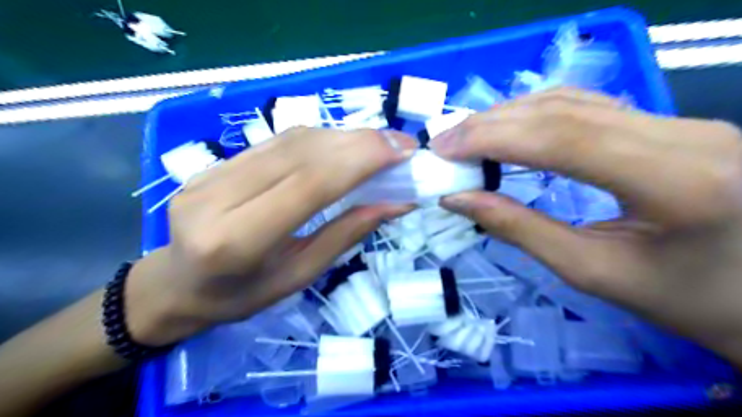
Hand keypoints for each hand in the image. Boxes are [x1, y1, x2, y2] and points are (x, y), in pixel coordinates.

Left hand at [126, 125, 416, 345]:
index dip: (360, 160)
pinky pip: (277, 141)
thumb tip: (395, 203)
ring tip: (378, 145)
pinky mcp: (214, 162)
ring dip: (342, 138)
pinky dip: (319, 140)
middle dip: (359, 143)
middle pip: (301, 153)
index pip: (308, 183)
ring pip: (290, 140)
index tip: (401, 151)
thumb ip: (345, 235)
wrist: (177, 283)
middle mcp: (218, 197)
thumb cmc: (241, 296)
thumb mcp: (299, 276)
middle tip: (399, 145)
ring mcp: (211, 173)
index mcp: (237, 240)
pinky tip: (343, 146)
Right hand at [433, 89, 741, 364]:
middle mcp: (685, 134)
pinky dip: (537, 115)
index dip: (492, 137)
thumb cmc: (684, 301)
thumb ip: (520, 230)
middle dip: (492, 123)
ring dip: (511, 115)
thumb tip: (459, 200)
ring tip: (467, 137)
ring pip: (575, 101)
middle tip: (445, 143)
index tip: (443, 149)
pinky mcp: (670, 125)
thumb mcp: (593, 272)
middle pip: (565, 110)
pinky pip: (589, 108)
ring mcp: (681, 122)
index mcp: (677, 181)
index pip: (563, 138)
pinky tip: (509, 129)